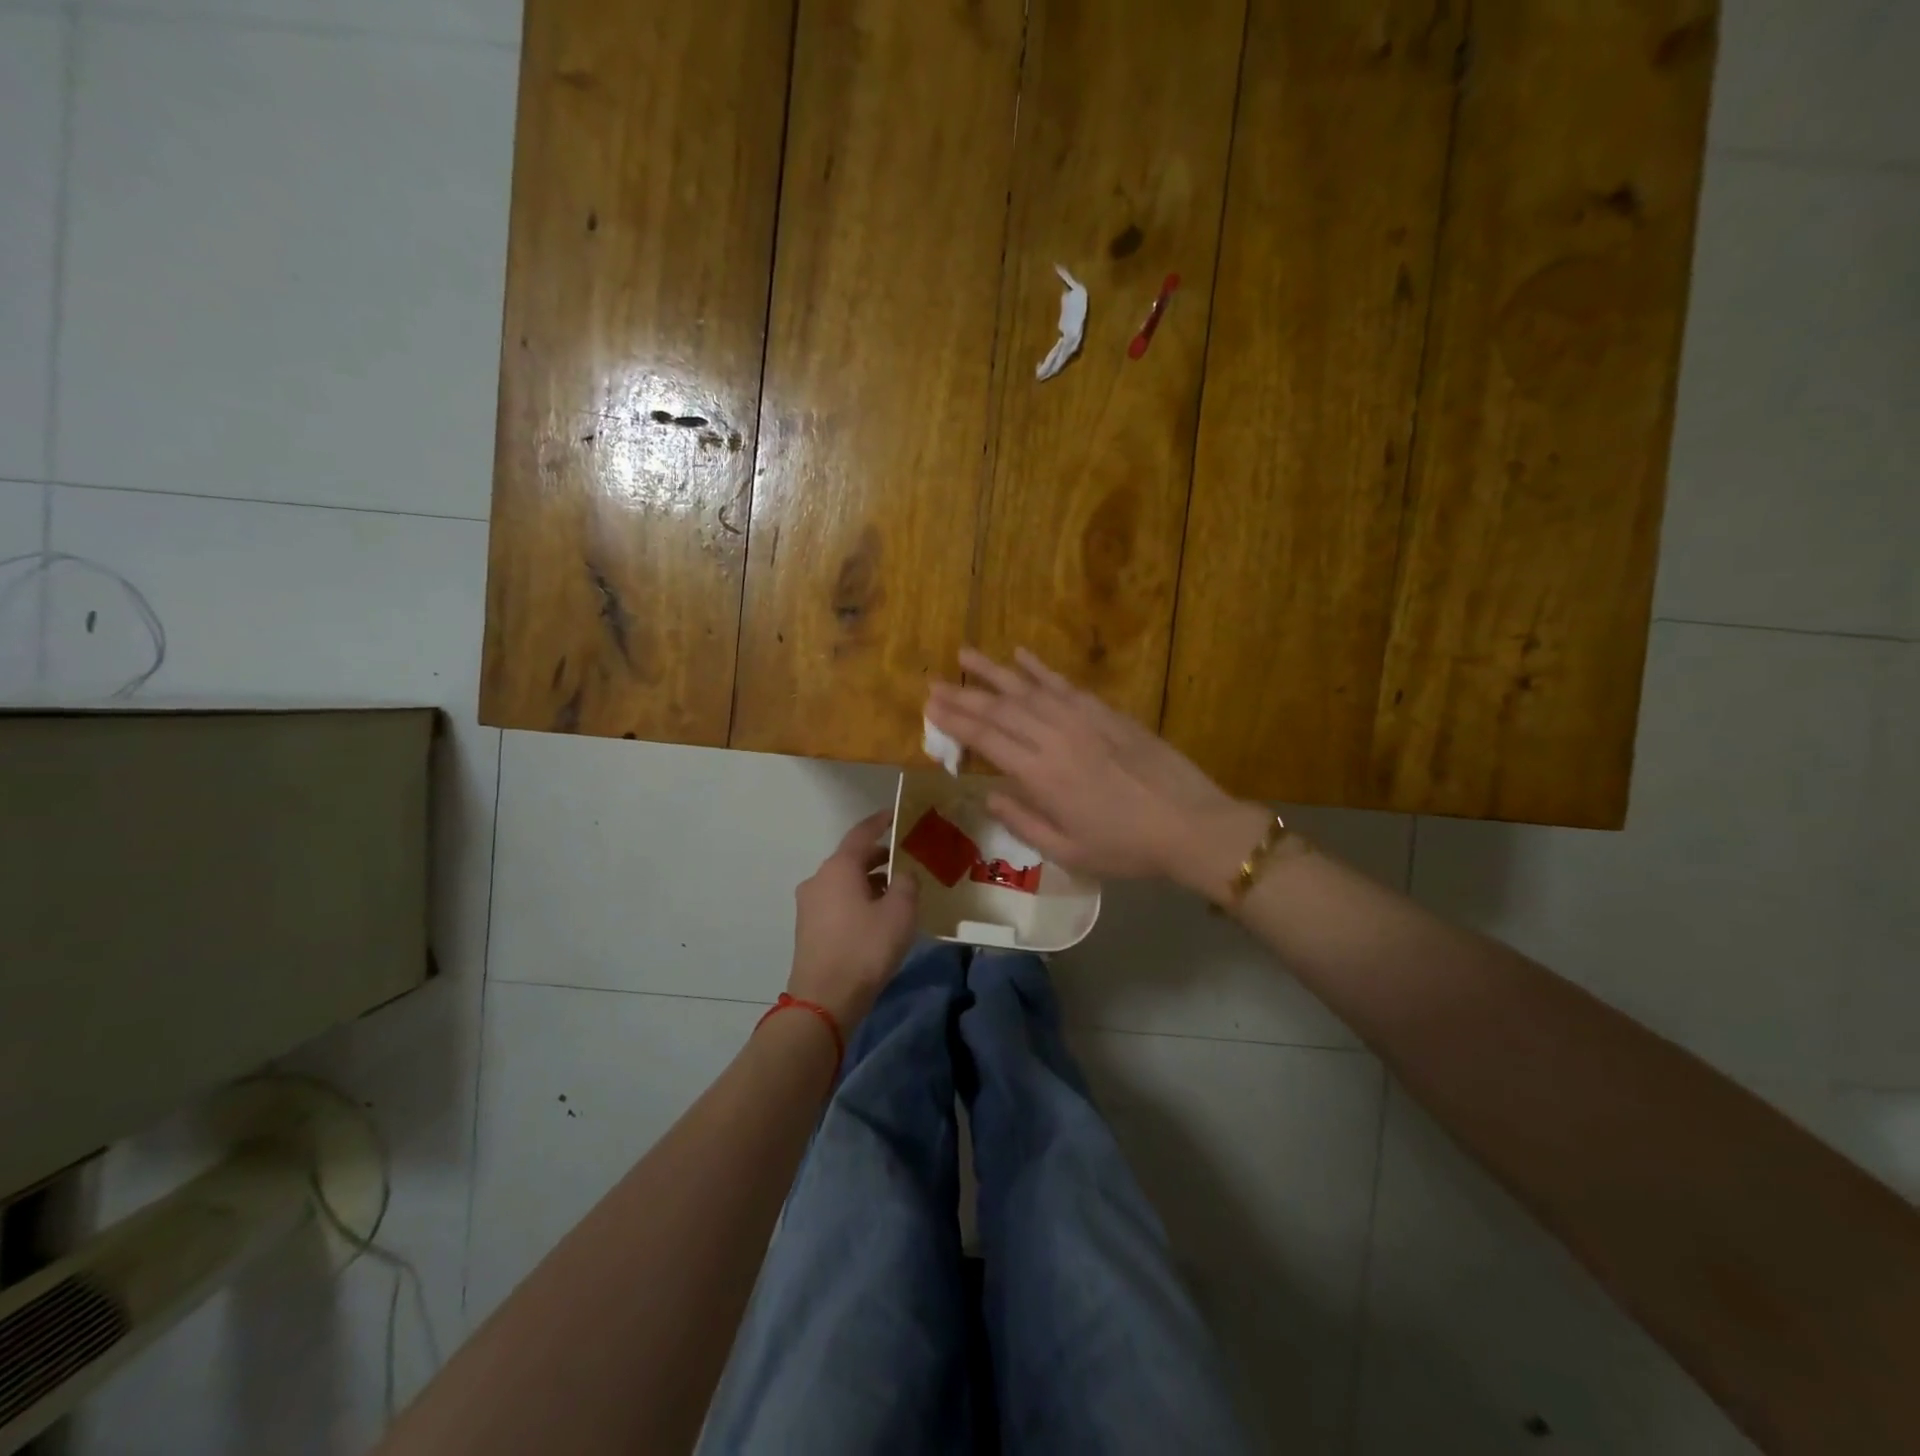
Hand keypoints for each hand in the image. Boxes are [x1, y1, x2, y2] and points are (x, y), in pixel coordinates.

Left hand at [788, 811, 919, 1029]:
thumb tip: (903, 875)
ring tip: (898, 891)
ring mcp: (810, 905)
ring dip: (870, 882)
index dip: (880, 821)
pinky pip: (837, 902)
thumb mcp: (900, 913)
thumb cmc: (865, 948)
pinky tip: (878, 916)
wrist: (824, 1000)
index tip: (897, 814)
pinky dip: (858, 900)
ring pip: (845, 882)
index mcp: (839, 868)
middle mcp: (819, 879)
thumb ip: (907, 884)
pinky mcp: (809, 928)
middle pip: (852, 858)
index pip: (861, 833)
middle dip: (880, 857)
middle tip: (907, 860)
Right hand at [926, 648, 1270, 894]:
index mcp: (1041, 775)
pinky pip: (1065, 684)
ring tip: (965, 654)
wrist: (1190, 823)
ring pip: (1028, 689)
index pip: (987, 740)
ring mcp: (1082, 719)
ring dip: (993, 671)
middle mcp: (1055, 738)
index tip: (930, 707)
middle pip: (1000, 709)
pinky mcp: (1106, 712)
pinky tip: (1021, 655)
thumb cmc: (1126, 847)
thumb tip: (989, 796)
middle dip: (964, 695)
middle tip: (934, 683)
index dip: (955, 722)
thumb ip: (1023, 823)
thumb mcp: (1068, 851)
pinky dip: (1040, 668)